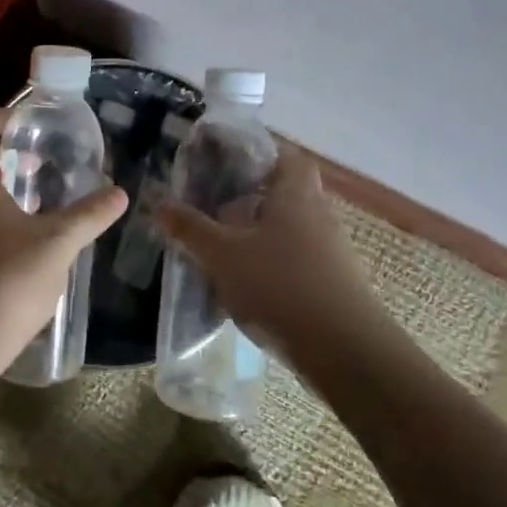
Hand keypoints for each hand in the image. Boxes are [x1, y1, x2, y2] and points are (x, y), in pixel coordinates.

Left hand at [0, 107, 127, 378]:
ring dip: (5, 185)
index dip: (2, 115)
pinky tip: (27, 238)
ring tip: (43, 194)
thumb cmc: (2, 284)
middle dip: (9, 151)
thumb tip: (119, 192)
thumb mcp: (56, 246)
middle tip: (45, 156)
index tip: (33, 122)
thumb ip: (88, 216)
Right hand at [154, 143, 382, 353]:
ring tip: (219, 248)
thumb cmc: (281, 286)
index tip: (222, 163)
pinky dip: (269, 264)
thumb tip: (159, 204)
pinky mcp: (331, 283)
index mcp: (295, 193)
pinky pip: (293, 260)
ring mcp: (329, 251)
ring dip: (255, 235)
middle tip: (210, 207)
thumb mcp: (222, 255)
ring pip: (286, 229)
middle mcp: (317, 214)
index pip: (284, 155)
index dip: (256, 154)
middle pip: (282, 193)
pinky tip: (243, 285)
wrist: (346, 352)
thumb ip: (190, 228)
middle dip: (246, 198)